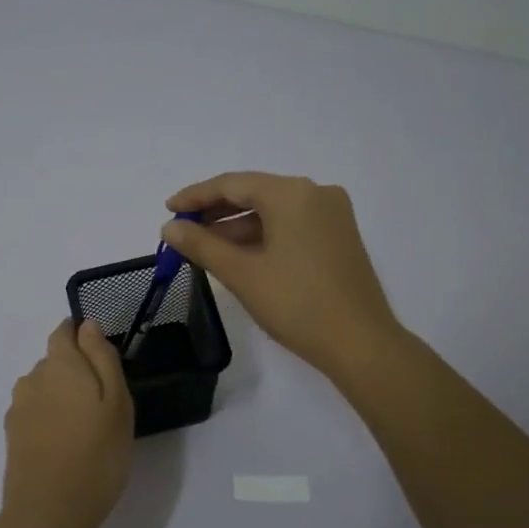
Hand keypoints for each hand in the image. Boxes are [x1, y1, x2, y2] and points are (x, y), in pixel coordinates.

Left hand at [0, 319, 134, 527]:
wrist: (49, 513)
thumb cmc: (96, 454)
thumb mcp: (117, 402)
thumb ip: (102, 358)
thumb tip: (87, 325)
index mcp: (59, 364)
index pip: (64, 332)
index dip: (82, 336)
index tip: (103, 357)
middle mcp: (32, 379)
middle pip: (54, 361)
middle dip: (76, 371)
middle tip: (104, 403)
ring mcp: (18, 409)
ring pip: (44, 389)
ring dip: (62, 397)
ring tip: (86, 428)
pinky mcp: (12, 436)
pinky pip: (36, 413)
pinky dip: (51, 420)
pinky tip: (66, 445)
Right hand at [162, 172, 401, 377]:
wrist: (360, 343)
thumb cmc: (296, 304)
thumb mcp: (242, 274)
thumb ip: (202, 246)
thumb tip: (170, 228)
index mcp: (292, 193)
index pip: (233, 184)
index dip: (196, 196)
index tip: (168, 210)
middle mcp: (315, 193)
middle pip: (255, 193)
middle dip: (216, 212)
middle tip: (182, 231)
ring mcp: (332, 214)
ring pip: (273, 211)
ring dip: (238, 226)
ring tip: (204, 247)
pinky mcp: (339, 236)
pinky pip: (292, 225)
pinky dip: (263, 236)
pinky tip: (239, 255)